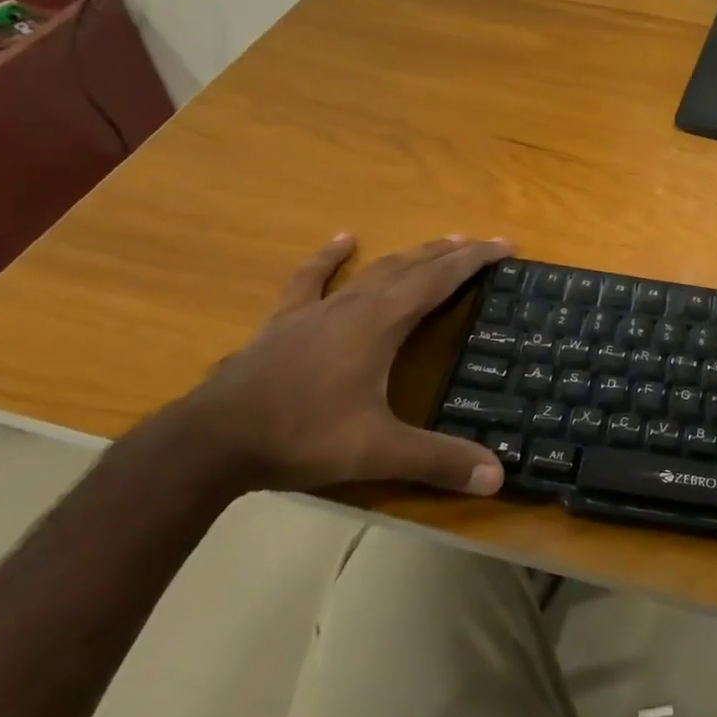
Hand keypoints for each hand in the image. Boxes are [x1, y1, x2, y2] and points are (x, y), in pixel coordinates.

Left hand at [167, 233, 511, 494]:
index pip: (439, 280)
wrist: (211, 441)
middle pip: (411, 267)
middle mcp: (354, 305)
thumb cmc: (301, 436)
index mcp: (381, 323)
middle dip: (450, 254)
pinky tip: (343, 239)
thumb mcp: (377, 452)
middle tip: (482, 244)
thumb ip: (438, 460)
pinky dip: (330, 258)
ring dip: (409, 255)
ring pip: (373, 270)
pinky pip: (312, 279)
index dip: (475, 261)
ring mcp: (316, 310)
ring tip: (437, 243)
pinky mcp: (285, 321)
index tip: (505, 245)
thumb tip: (497, 477)